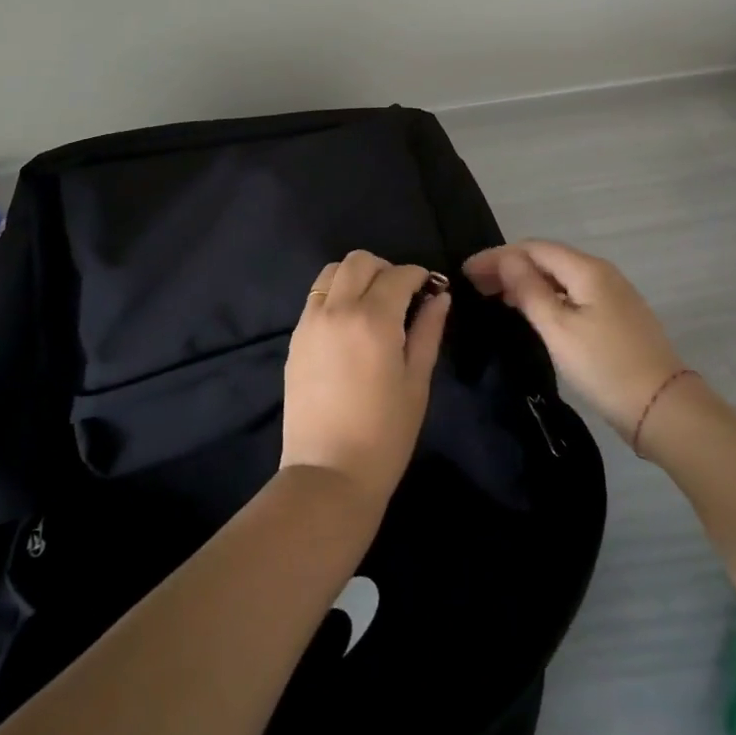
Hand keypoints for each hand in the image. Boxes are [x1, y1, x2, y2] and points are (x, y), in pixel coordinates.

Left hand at [280, 250, 449, 511]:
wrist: (328, 473)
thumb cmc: (385, 434)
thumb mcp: (416, 382)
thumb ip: (428, 331)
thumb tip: (439, 296)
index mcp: (373, 319)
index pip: (398, 275)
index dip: (419, 275)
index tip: (430, 287)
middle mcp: (337, 310)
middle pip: (359, 261)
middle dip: (386, 269)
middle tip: (402, 294)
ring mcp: (310, 322)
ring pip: (332, 272)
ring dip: (356, 276)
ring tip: (373, 304)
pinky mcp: (295, 337)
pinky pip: (316, 297)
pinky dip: (336, 295)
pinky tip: (350, 324)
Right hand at [463, 240, 687, 440]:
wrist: (662, 408)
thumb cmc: (604, 366)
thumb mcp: (558, 328)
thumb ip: (529, 289)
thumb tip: (507, 259)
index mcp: (586, 269)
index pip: (532, 248)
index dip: (497, 256)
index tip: (466, 272)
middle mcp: (600, 272)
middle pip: (546, 258)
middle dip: (509, 266)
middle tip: (475, 284)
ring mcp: (611, 293)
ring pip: (559, 276)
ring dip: (525, 280)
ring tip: (494, 295)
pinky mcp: (615, 315)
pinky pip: (571, 292)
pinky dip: (544, 295)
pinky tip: (530, 309)